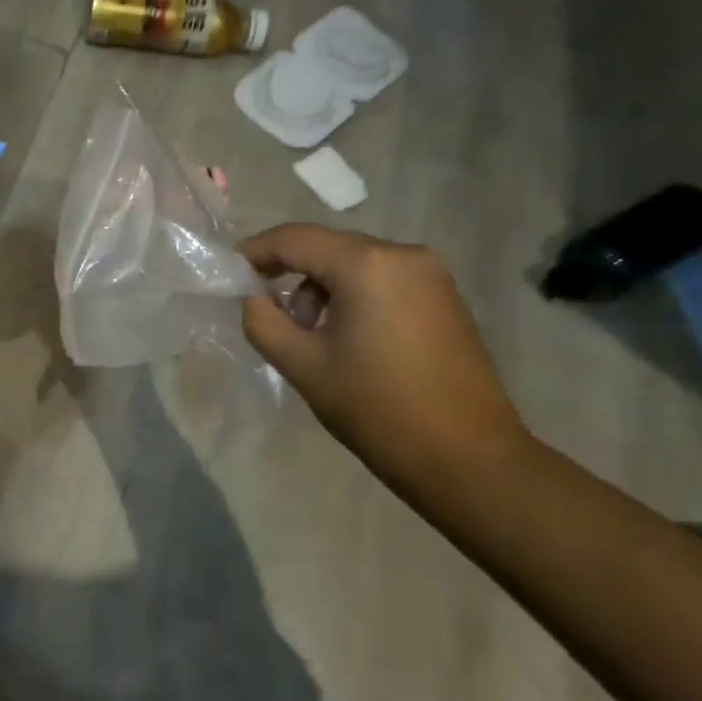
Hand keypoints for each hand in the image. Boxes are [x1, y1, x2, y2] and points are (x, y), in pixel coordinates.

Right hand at [239, 224, 527, 482]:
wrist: (470, 461)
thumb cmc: (378, 409)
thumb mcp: (302, 366)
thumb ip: (263, 321)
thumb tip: (252, 296)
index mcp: (366, 264)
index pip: (294, 239)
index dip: (255, 251)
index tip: (231, 273)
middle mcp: (402, 253)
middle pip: (326, 246)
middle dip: (289, 271)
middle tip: (265, 308)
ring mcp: (430, 273)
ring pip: (354, 261)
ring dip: (321, 285)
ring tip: (308, 332)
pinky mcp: (444, 295)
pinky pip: (382, 277)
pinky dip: (353, 293)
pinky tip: (346, 334)